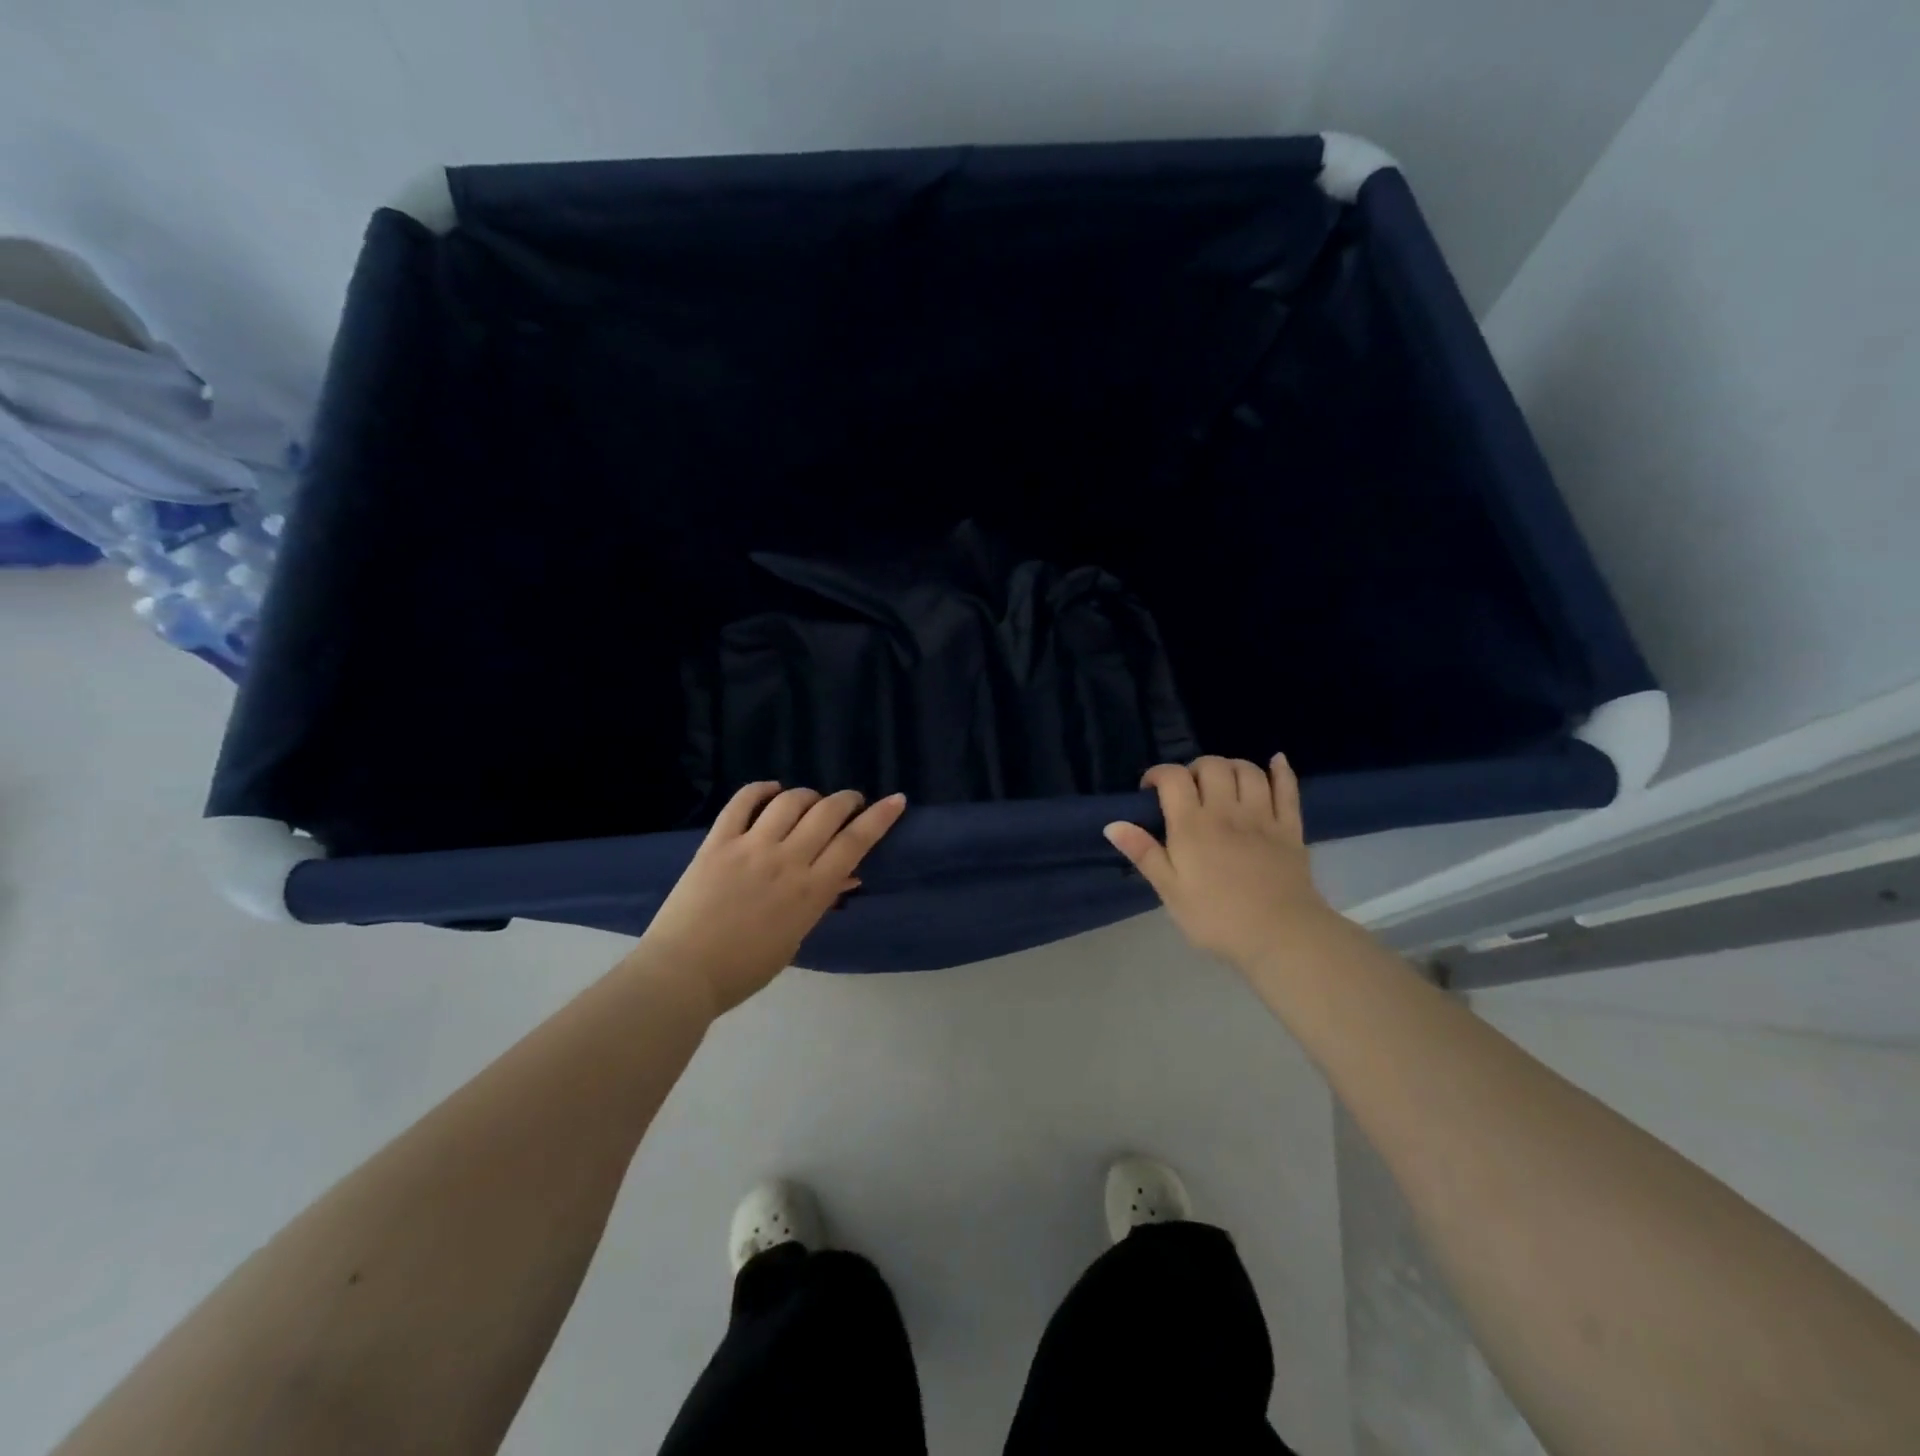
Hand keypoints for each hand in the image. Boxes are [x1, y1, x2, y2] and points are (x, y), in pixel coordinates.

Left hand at [637, 783, 906, 1014]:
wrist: (683, 973)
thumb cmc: (744, 968)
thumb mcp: (794, 940)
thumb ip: (819, 903)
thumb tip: (846, 877)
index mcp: (810, 891)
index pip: (855, 843)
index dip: (880, 817)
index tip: (896, 800)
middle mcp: (786, 860)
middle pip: (827, 813)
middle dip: (847, 800)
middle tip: (851, 802)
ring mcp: (750, 847)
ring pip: (790, 801)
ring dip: (808, 795)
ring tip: (812, 801)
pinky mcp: (717, 842)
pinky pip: (741, 802)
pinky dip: (760, 789)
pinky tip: (770, 790)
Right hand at [1104, 754, 1335, 968]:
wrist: (1281, 936)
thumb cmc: (1217, 917)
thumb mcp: (1170, 891)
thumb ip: (1144, 853)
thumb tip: (1113, 824)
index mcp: (1192, 825)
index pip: (1173, 778)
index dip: (1158, 774)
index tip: (1150, 789)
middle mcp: (1227, 811)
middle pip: (1212, 766)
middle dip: (1194, 768)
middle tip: (1188, 789)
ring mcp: (1262, 817)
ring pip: (1248, 771)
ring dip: (1231, 766)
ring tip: (1222, 782)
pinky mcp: (1290, 829)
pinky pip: (1288, 789)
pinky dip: (1282, 771)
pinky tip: (1276, 761)